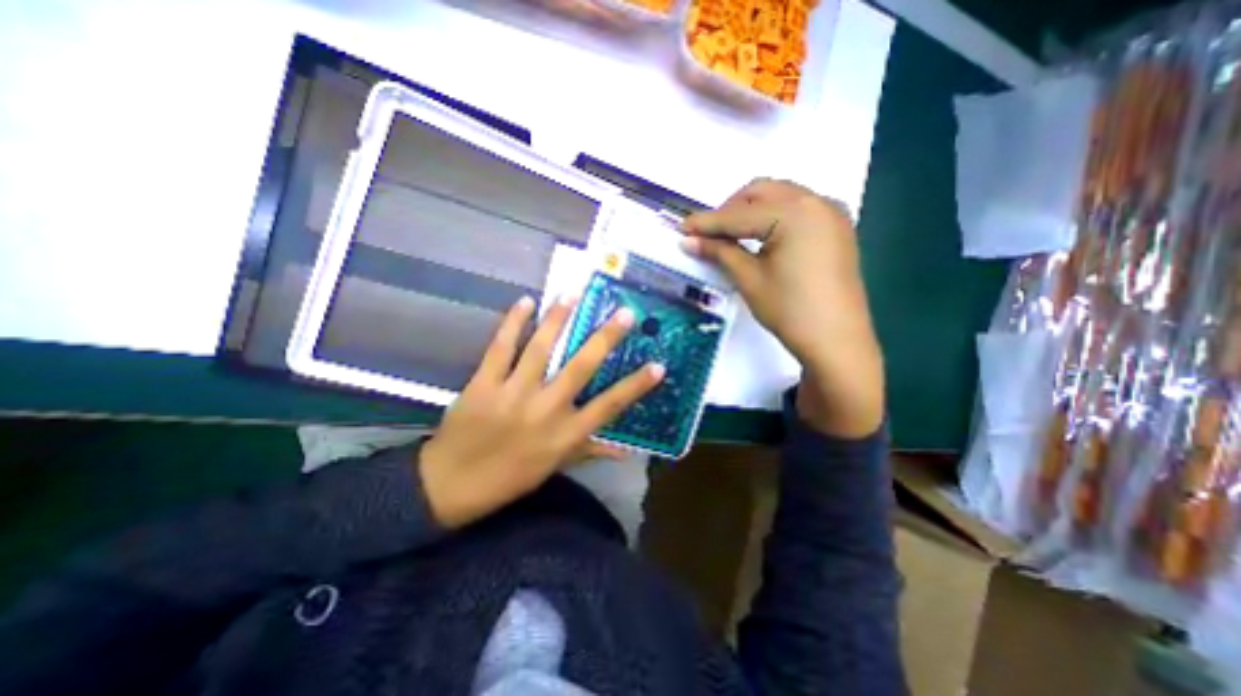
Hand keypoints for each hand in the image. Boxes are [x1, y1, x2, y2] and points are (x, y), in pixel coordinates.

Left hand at [417, 294, 663, 526]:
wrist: (452, 484)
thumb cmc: (511, 477)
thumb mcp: (556, 466)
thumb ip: (590, 451)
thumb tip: (625, 451)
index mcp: (565, 433)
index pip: (610, 406)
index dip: (636, 385)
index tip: (658, 365)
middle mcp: (546, 409)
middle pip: (580, 367)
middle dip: (605, 338)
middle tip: (624, 313)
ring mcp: (513, 393)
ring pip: (540, 348)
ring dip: (558, 319)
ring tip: (573, 295)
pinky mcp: (484, 383)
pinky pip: (501, 347)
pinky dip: (513, 322)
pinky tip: (526, 301)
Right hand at [684, 180, 875, 433]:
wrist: (837, 341)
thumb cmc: (791, 311)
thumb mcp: (750, 279)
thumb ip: (720, 252)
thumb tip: (688, 240)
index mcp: (794, 212)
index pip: (738, 214)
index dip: (707, 222)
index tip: (682, 228)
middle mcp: (816, 201)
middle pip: (761, 192)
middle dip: (730, 209)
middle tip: (709, 234)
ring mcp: (830, 213)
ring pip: (780, 196)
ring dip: (751, 210)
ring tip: (731, 236)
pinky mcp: (836, 228)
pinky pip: (798, 208)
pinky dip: (774, 216)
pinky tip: (761, 237)